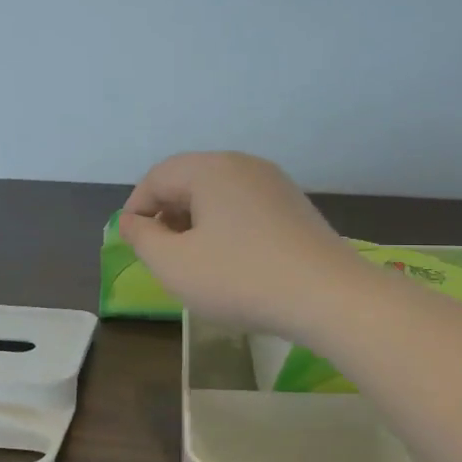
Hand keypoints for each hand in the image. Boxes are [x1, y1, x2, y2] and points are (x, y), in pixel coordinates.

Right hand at [119, 152, 369, 340]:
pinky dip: (226, 227)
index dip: (137, 208)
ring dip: (196, 222)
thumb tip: (132, 221)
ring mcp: (274, 183)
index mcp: (210, 169)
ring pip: (218, 194)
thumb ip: (142, 239)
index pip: (157, 177)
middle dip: (167, 214)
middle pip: (189, 180)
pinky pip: (245, 207)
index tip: (132, 243)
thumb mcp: (174, 265)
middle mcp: (243, 164)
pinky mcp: (294, 206)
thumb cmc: (241, 278)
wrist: (328, 296)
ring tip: (194, 260)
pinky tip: (231, 261)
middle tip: (161, 254)